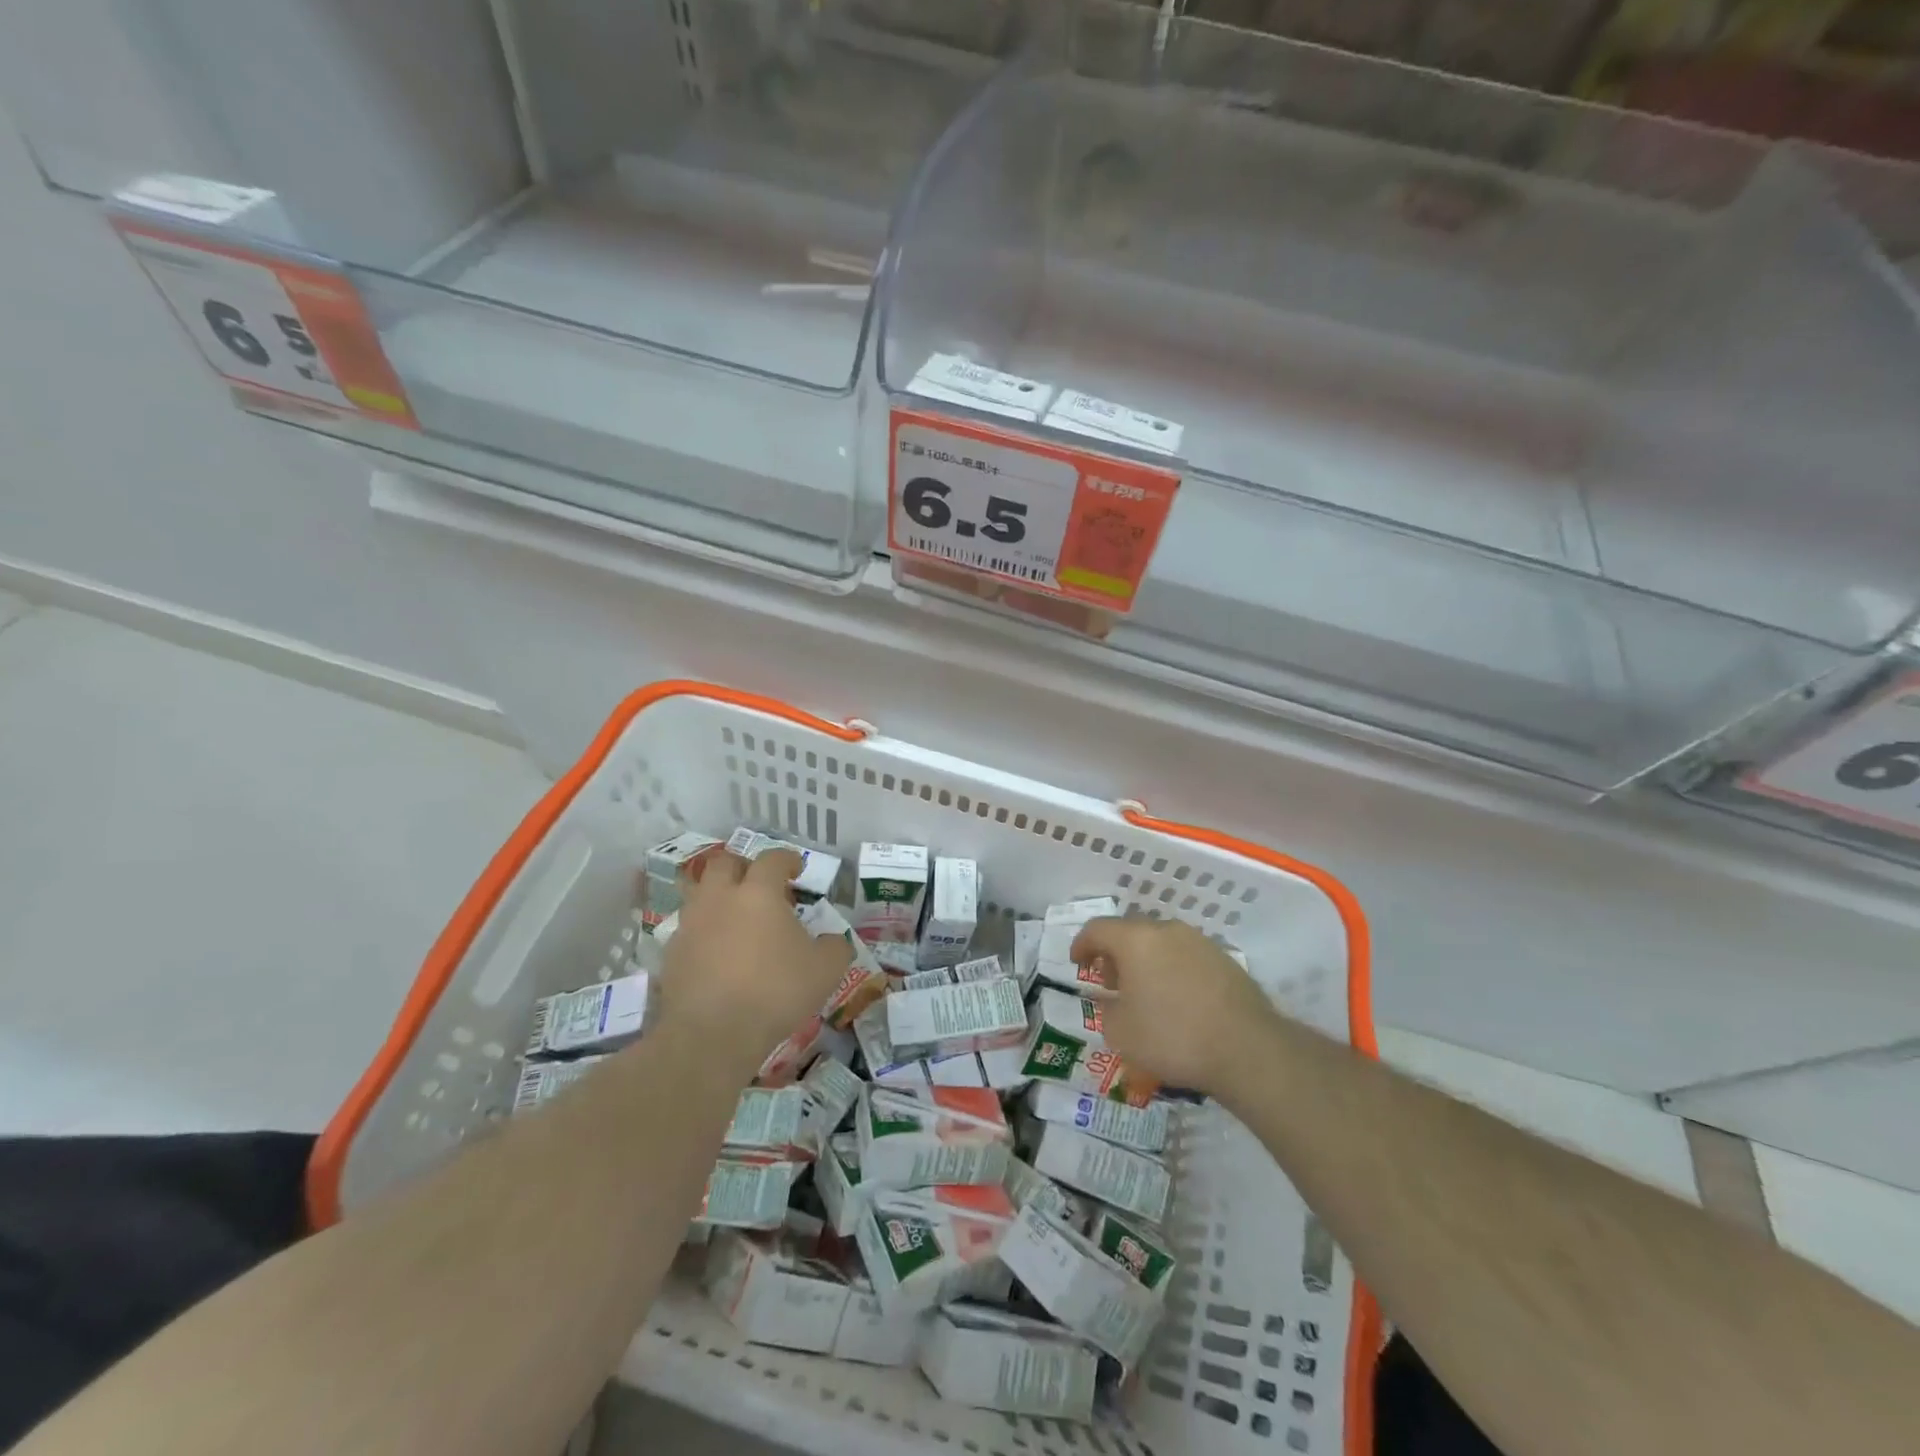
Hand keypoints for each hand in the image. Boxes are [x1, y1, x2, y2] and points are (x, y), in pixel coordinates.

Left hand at [658, 850, 851, 1069]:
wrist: (712, 1034)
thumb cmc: (775, 991)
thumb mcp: (826, 970)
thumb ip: (835, 947)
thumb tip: (833, 941)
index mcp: (758, 892)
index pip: (772, 859)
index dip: (787, 859)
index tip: (796, 869)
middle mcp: (720, 898)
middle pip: (724, 862)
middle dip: (743, 867)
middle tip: (760, 885)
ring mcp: (691, 924)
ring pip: (700, 892)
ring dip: (718, 895)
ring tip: (736, 917)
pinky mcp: (672, 952)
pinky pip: (689, 927)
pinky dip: (705, 930)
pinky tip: (718, 952)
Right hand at [1071, 916, 1280, 1097]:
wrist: (1247, 1049)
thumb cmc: (1172, 1037)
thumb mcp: (1120, 1033)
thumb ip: (1107, 1010)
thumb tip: (1113, 1001)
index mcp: (1135, 939)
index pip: (1097, 929)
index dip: (1081, 944)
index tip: (1078, 963)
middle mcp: (1166, 930)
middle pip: (1130, 932)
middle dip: (1115, 953)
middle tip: (1110, 981)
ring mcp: (1199, 941)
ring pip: (1160, 942)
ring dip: (1145, 961)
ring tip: (1144, 992)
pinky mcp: (1224, 959)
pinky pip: (1185, 956)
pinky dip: (1172, 970)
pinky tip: (1176, 999)